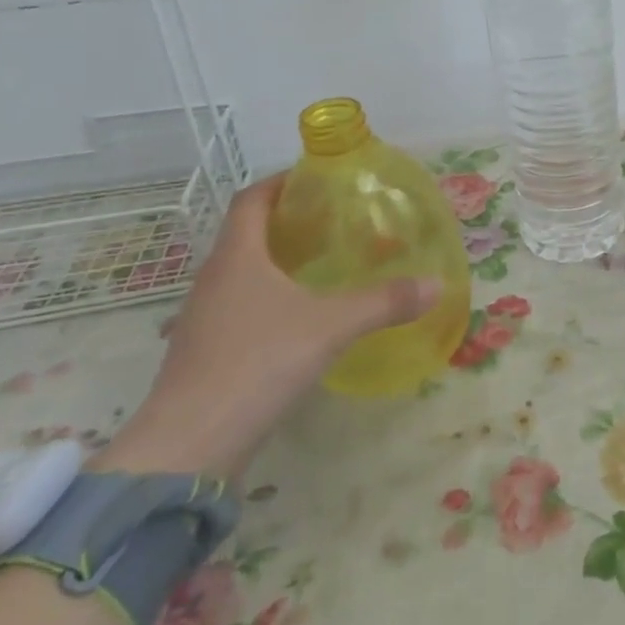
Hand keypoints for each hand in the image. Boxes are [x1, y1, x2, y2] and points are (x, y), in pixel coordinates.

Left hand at [92, 175, 440, 480]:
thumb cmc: (257, 363)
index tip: (317, 179)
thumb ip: (385, 302)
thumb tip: (436, 284)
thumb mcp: (331, 327)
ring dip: (278, 261)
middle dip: (289, 221)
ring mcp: (204, 318)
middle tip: (336, 221)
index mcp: (236, 257)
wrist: (188, 445)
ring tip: (325, 265)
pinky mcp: (206, 352)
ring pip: (243, 272)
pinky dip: (270, 297)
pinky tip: (301, 317)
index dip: (281, 182)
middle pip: (247, 234)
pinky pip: (240, 306)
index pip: (252, 199)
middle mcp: (214, 279)